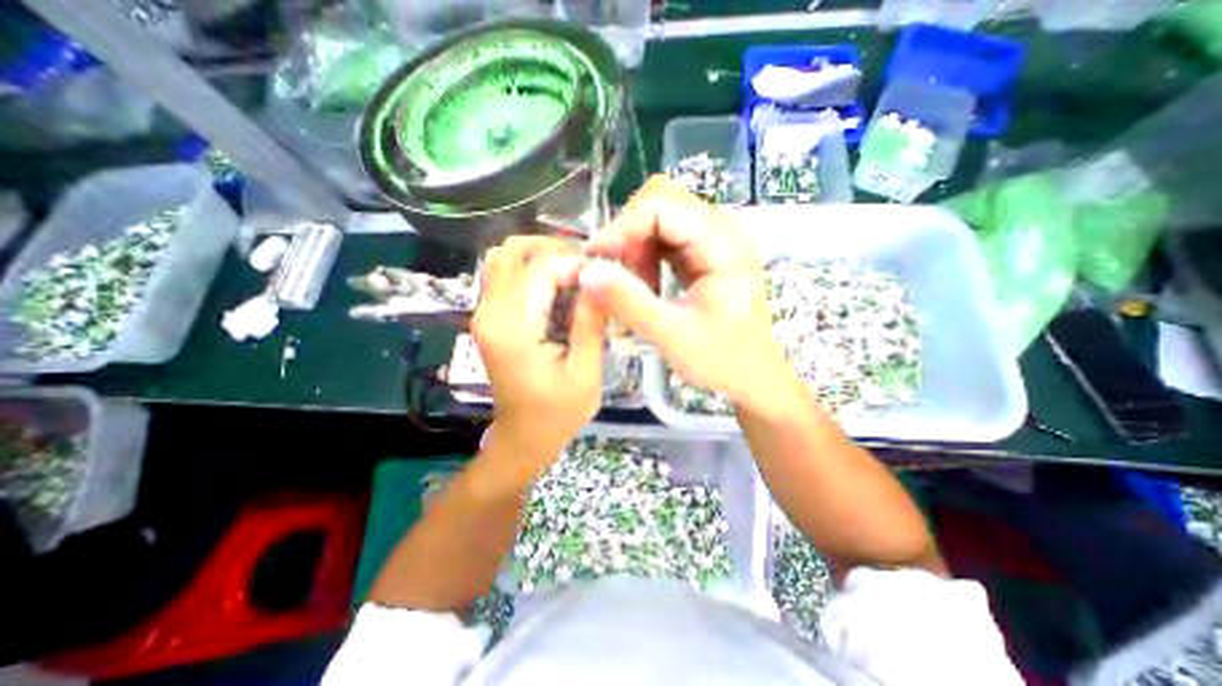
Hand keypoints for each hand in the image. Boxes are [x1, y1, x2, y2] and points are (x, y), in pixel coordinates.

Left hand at [472, 236, 606, 460]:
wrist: (523, 438)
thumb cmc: (557, 413)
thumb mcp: (585, 373)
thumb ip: (590, 324)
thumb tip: (600, 278)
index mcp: (512, 328)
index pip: (539, 268)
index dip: (573, 263)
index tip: (601, 276)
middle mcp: (489, 313)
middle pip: (512, 251)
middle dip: (553, 250)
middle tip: (585, 269)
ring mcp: (484, 314)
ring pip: (503, 259)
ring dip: (540, 257)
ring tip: (572, 273)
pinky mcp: (488, 319)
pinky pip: (504, 277)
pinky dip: (531, 271)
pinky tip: (557, 288)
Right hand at [578, 173, 787, 402]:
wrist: (754, 377)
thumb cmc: (724, 362)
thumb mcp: (673, 336)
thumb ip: (629, 303)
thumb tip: (586, 272)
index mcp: (723, 244)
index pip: (662, 206)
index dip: (622, 227)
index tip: (595, 260)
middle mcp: (722, 230)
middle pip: (660, 203)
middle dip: (629, 235)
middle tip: (615, 275)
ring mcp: (714, 240)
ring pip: (660, 218)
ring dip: (636, 247)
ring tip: (632, 287)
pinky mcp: (705, 253)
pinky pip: (665, 238)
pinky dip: (646, 257)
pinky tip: (646, 286)